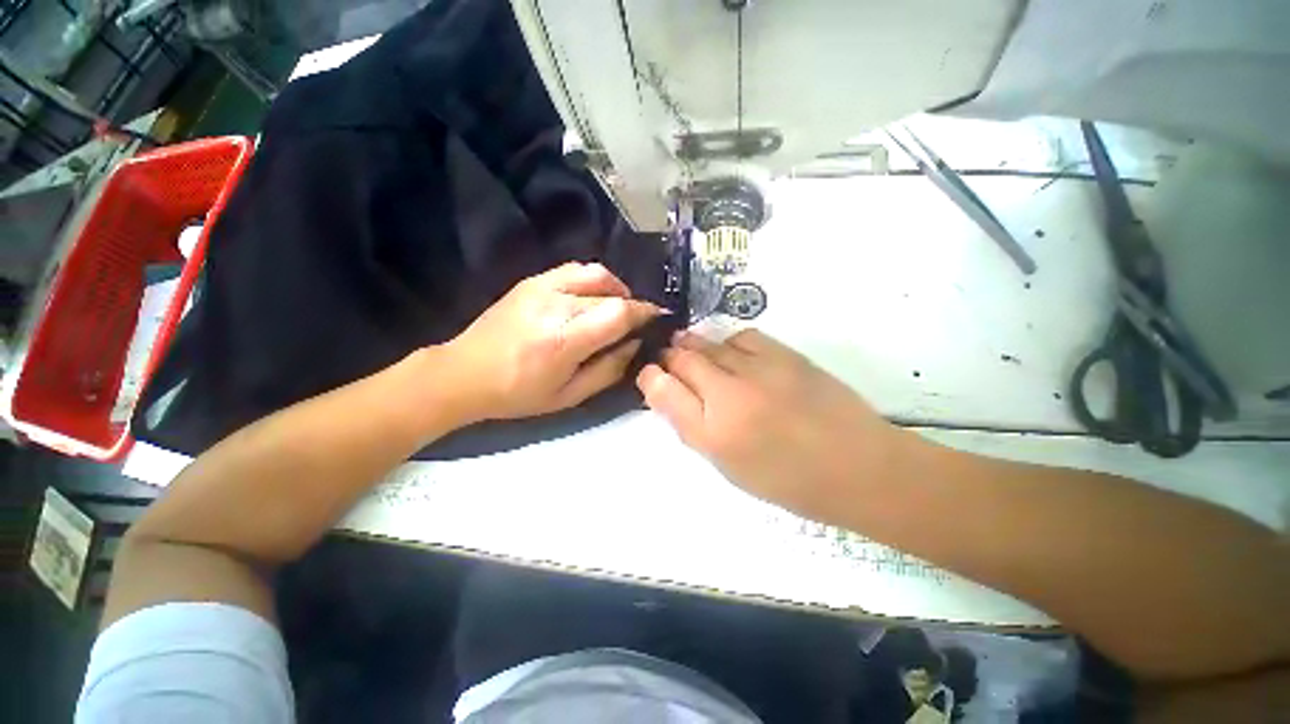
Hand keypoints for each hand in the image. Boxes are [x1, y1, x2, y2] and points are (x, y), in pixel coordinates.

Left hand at [440, 263, 663, 421]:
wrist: (464, 373)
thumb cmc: (518, 393)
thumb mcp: (569, 396)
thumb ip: (608, 370)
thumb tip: (635, 345)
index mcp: (563, 340)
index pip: (618, 313)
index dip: (645, 313)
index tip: (659, 320)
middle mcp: (554, 305)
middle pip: (611, 293)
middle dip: (633, 306)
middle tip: (637, 324)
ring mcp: (541, 287)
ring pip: (596, 274)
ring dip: (616, 288)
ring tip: (618, 307)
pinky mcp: (532, 281)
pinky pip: (575, 269)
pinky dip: (594, 280)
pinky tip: (593, 298)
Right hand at [637, 330, 913, 522]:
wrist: (859, 468)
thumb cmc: (790, 481)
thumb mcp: (730, 468)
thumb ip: (695, 428)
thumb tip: (673, 396)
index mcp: (712, 434)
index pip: (663, 390)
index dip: (651, 378)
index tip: (651, 375)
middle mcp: (729, 397)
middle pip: (683, 360)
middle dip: (669, 357)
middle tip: (669, 359)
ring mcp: (758, 371)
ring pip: (710, 344)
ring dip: (695, 346)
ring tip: (695, 351)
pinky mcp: (786, 355)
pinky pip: (743, 337)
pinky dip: (730, 343)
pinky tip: (733, 353)